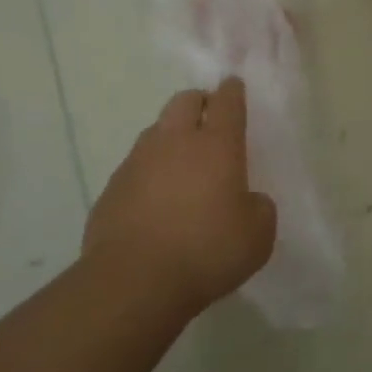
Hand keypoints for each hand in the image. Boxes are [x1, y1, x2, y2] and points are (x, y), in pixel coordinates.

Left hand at [82, 79, 276, 315]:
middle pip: (185, 100)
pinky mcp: (111, 187)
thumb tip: (248, 200)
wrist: (133, 283)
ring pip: (156, 130)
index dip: (233, 91)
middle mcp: (175, 141)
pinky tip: (154, 200)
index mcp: (217, 145)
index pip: (227, 101)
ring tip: (181, 164)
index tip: (235, 88)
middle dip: (199, 103)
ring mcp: (137, 161)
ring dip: (171, 136)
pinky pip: (134, 166)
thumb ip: (259, 208)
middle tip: (209, 122)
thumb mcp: (257, 236)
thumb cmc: (206, 252)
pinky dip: (148, 172)